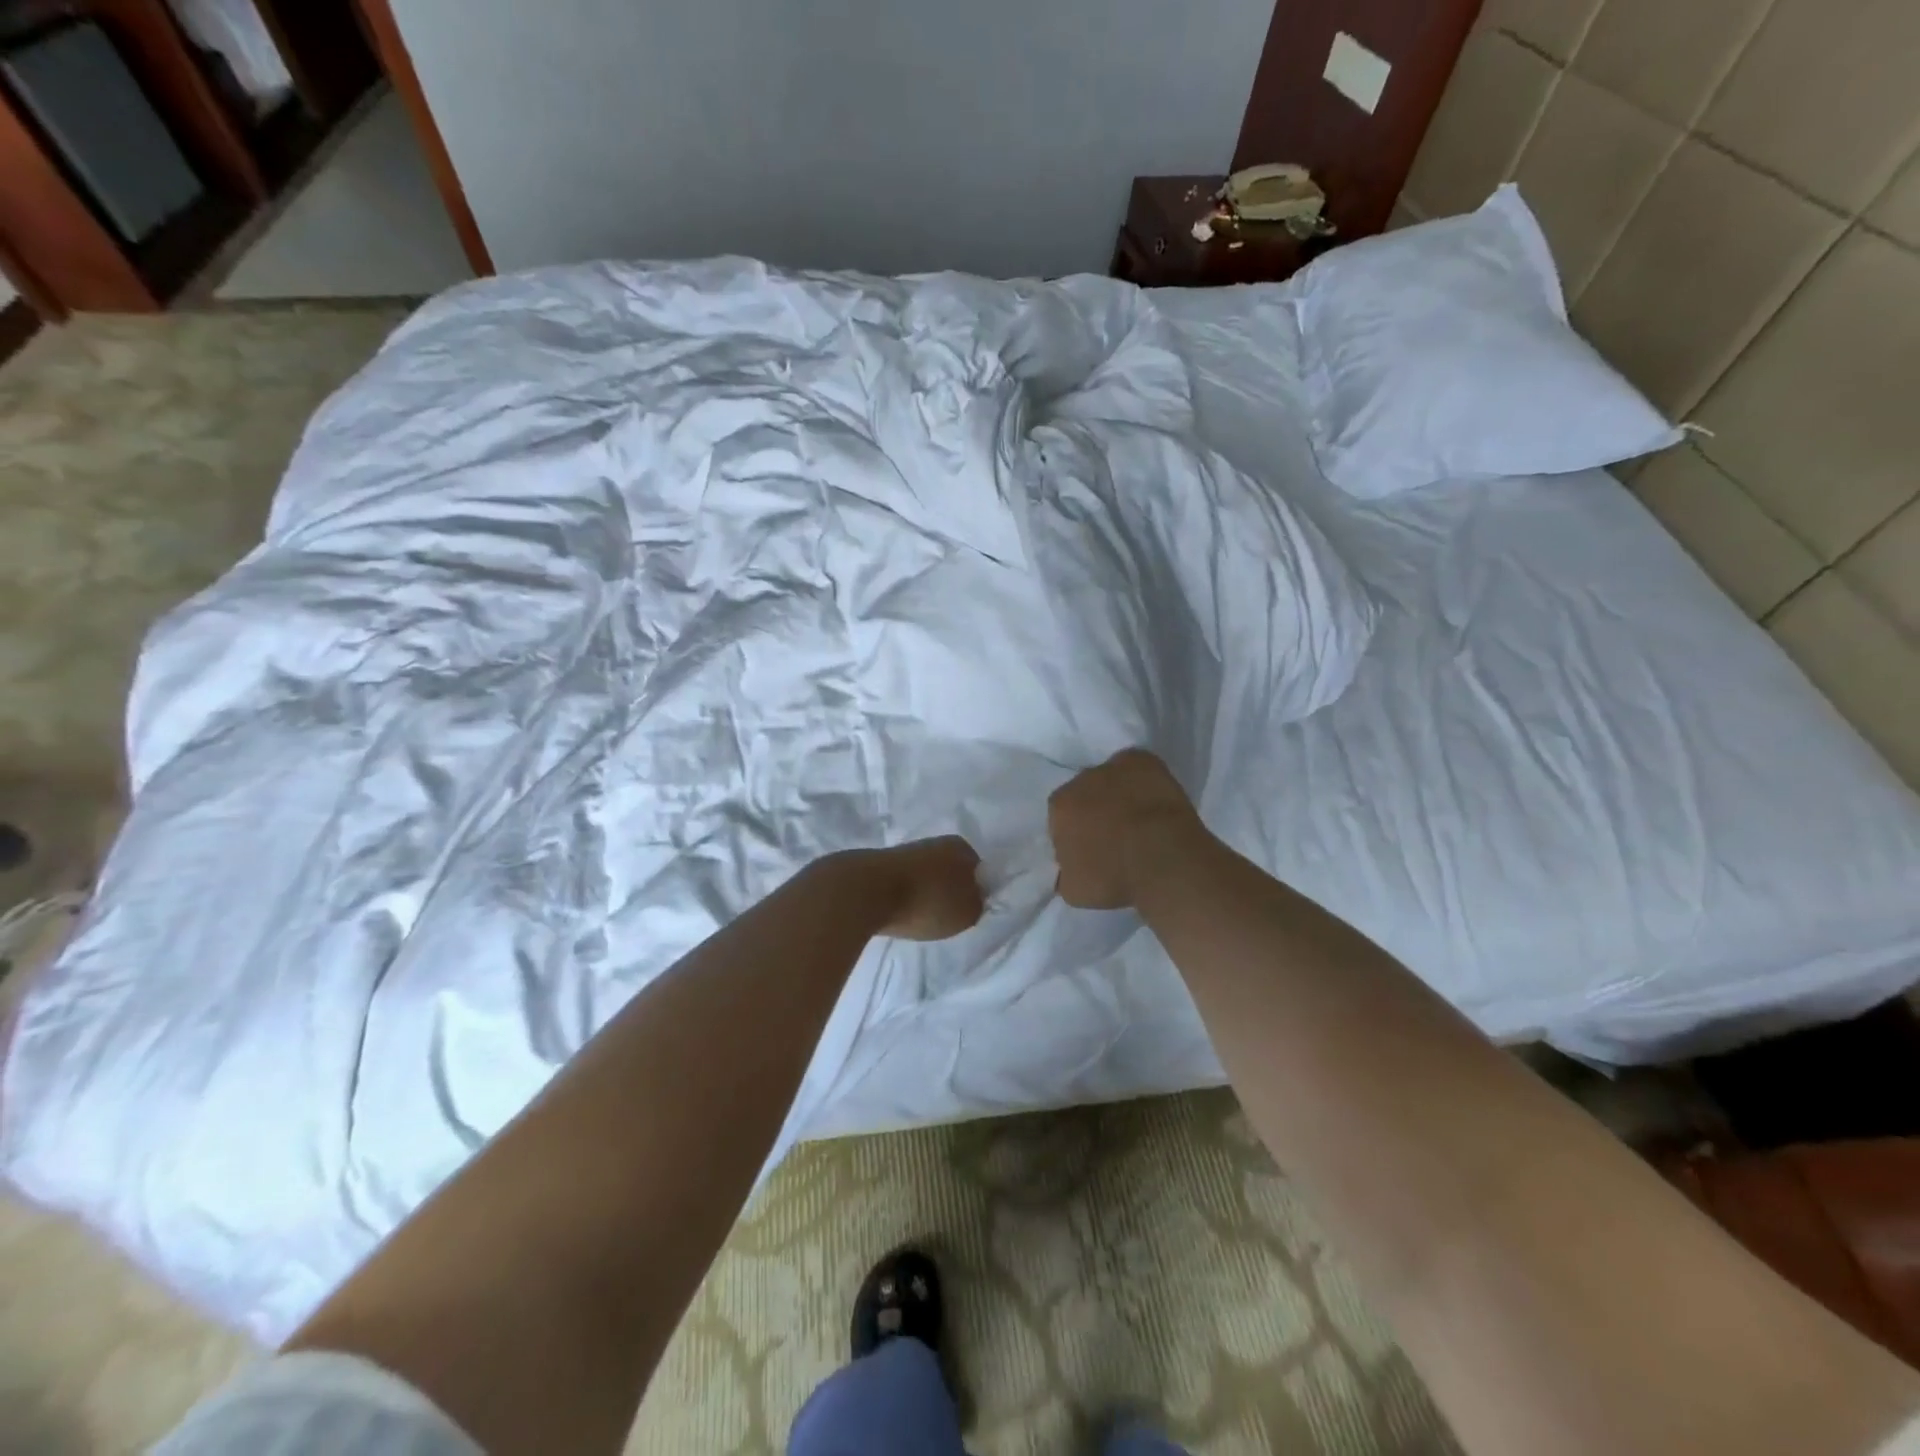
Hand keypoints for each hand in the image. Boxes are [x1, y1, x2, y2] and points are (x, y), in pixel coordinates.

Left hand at [868, 836, 985, 940]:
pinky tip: (899, 913)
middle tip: (945, 918)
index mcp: (961, 847)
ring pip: (924, 877)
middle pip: (949, 872)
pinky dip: (902, 898)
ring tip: (920, 919)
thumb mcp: (968, 912)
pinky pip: (901, 884)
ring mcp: (905, 851)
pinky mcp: (880, 864)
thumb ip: (977, 904)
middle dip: (948, 892)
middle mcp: (935, 842)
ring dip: (924, 895)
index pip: (978, 870)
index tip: (968, 912)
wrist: (867, 892)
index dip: (976, 892)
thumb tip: (974, 898)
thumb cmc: (928, 901)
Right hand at [1049, 749, 1206, 909]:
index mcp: (1059, 808)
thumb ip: (1063, 874)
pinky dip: (1142, 778)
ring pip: (1111, 779)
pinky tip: (1153, 799)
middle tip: (1116, 834)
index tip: (1092, 849)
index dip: (1076, 833)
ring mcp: (1113, 767)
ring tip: (1140, 818)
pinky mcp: (1143, 760)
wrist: (1164, 860)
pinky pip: (1137, 766)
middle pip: (1085, 794)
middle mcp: (1081, 780)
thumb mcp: (1073, 890)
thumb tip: (1066, 867)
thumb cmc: (1115, 878)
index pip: (1061, 818)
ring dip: (1119, 793)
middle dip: (1096, 810)